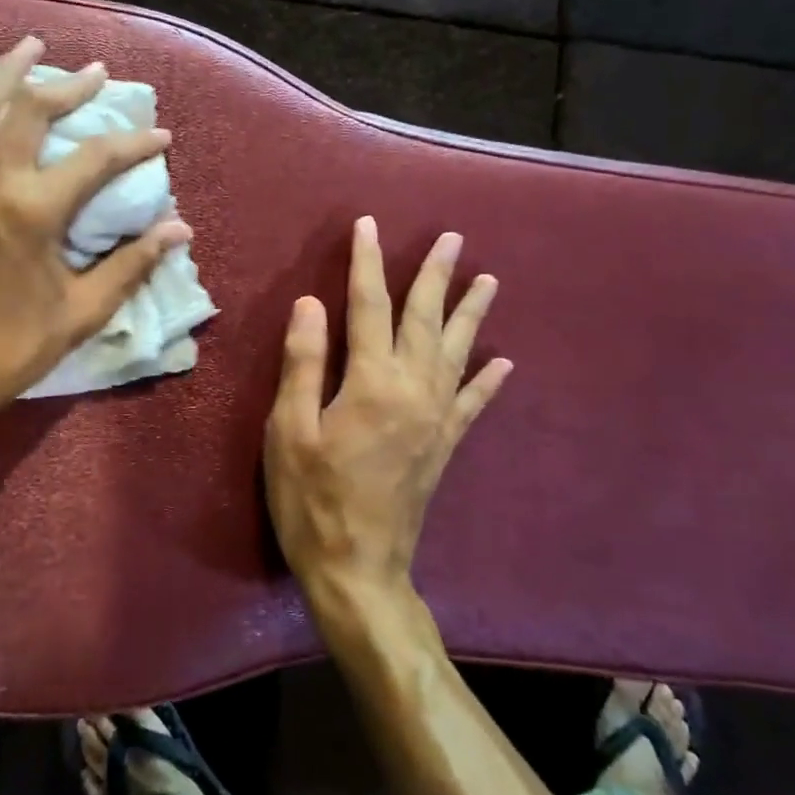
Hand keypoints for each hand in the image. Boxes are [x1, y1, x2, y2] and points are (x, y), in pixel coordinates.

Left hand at [0, 35, 189, 420]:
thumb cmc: (14, 344)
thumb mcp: (83, 311)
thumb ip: (131, 264)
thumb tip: (178, 229)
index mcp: (33, 210)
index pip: (95, 159)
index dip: (134, 144)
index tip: (162, 137)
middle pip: (31, 110)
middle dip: (69, 86)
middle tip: (97, 72)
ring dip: (8, 72)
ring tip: (29, 47)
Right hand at [264, 216, 511, 626]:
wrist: (357, 569)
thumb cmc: (311, 498)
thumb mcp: (289, 430)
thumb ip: (303, 363)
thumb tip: (311, 303)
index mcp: (370, 382)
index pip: (368, 307)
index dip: (366, 263)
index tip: (368, 226)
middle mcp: (412, 390)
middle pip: (423, 319)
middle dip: (433, 276)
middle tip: (451, 238)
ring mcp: (435, 419)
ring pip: (455, 352)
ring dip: (470, 314)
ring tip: (488, 280)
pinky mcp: (444, 446)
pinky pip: (473, 404)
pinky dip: (489, 380)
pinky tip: (506, 363)